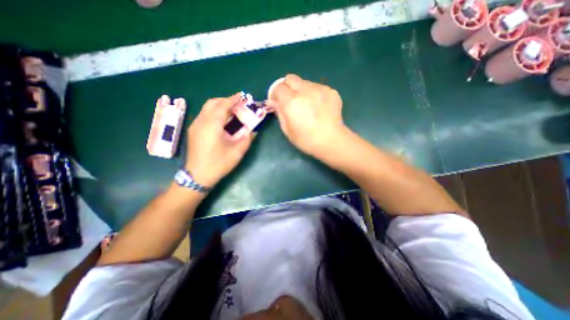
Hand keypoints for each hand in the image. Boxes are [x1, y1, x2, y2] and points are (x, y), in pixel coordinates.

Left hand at [183, 93, 254, 187]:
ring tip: (232, 111)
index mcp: (212, 125)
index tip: (242, 96)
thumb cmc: (218, 163)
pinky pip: (204, 115)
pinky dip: (214, 113)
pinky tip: (222, 121)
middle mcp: (201, 121)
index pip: (223, 105)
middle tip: (238, 104)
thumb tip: (253, 131)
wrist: (197, 176)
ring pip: (207, 108)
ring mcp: (195, 126)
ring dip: (219, 106)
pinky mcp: (193, 131)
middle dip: (225, 100)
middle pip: (212, 103)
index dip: (233, 99)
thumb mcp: (237, 152)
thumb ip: (247, 139)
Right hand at [267, 73, 347, 157]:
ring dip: (301, 90)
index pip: (278, 87)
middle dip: (287, 87)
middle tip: (290, 99)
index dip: (275, 93)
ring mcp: (320, 89)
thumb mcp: (287, 130)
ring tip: (307, 105)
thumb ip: (280, 113)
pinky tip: (319, 107)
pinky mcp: (331, 91)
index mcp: (292, 102)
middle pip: (290, 78)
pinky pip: (317, 87)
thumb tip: (275, 103)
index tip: (277, 101)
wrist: (332, 141)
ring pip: (305, 82)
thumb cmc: (306, 140)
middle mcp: (305, 91)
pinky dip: (314, 94)